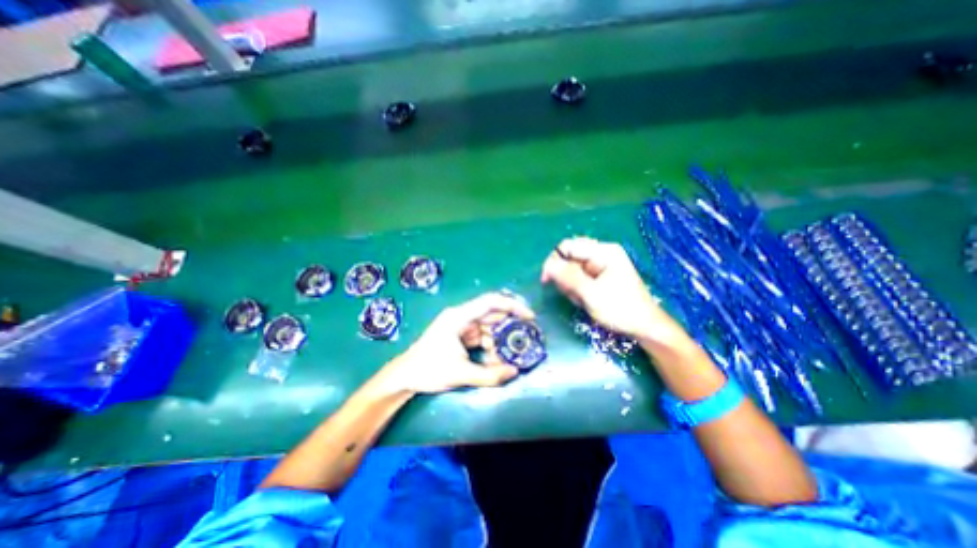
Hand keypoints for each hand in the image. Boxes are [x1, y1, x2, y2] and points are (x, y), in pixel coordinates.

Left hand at [381, 295, 532, 394]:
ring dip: (500, 339)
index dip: (512, 306)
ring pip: (488, 327)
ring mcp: (461, 326)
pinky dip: (491, 345)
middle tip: (528, 335)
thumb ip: (490, 375)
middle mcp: (461, 317)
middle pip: (491, 314)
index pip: (490, 302)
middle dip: (510, 324)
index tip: (529, 316)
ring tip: (510, 354)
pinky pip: (481, 336)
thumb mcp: (461, 373)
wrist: (405, 376)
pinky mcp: (460, 336)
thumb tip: (515, 372)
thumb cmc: (429, 370)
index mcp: (459, 317)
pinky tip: (496, 357)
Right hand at [541, 236, 684, 343]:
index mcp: (603, 251)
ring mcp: (601, 264)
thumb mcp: (591, 294)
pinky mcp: (600, 275)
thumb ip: (569, 277)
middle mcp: (601, 253)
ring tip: (582, 299)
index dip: (554, 261)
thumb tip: (548, 265)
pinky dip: (576, 289)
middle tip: (571, 294)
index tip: (546, 280)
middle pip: (569, 257)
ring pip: (572, 269)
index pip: (568, 246)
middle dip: (565, 276)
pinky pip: (579, 277)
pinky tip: (584, 300)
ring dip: (570, 285)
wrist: (644, 327)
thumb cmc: (620, 310)